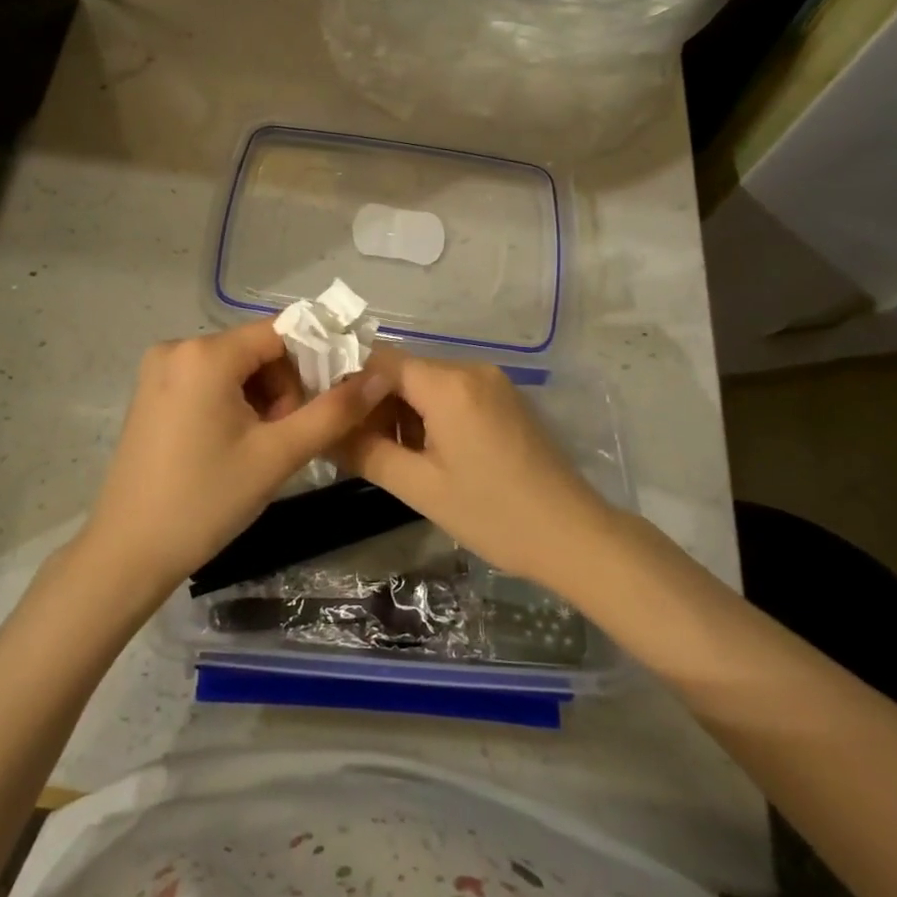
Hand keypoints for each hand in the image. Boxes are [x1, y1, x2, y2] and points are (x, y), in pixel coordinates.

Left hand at [78, 322, 390, 595]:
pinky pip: (208, 381)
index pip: (280, 331)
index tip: (334, 397)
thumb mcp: (277, 455)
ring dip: (261, 397)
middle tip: (289, 437)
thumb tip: (378, 376)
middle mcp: (177, 348)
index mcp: (205, 354)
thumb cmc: (205, 501)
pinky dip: (233, 402)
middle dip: (285, 386)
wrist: (128, 552)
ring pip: (234, 367)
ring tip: (262, 446)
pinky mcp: (151, 393)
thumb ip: (333, 411)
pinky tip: (234, 443)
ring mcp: (159, 370)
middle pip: (256, 349)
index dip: (316, 358)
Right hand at [338, 349, 610, 587]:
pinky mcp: (503, 398)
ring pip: (425, 382)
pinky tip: (422, 451)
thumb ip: (366, 453)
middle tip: (350, 443)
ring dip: (399, 411)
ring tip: (383, 453)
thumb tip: (325, 433)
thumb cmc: (493, 514)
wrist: (573, 535)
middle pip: (402, 370)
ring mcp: (491, 381)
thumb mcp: (420, 488)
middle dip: (371, 402)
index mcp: (448, 384)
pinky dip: (427, 414)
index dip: (345, 381)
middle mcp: (469, 368)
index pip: (378, 360)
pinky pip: (450, 393)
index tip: (323, 411)